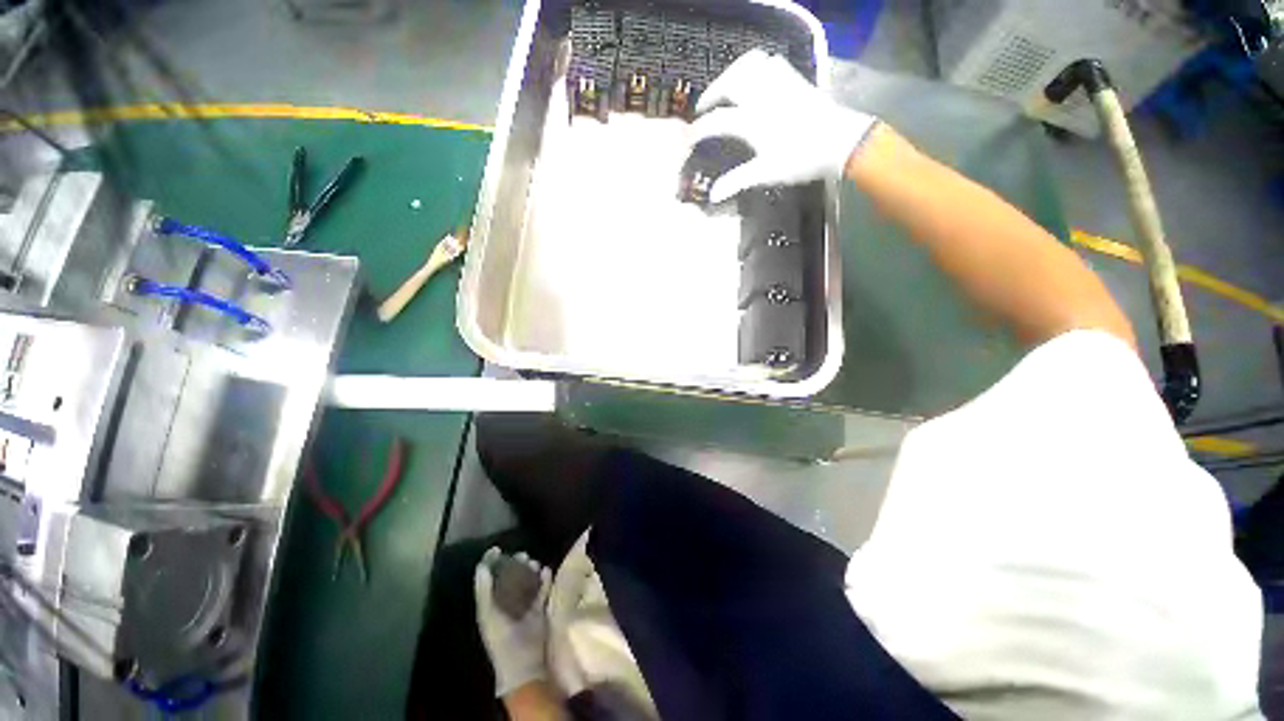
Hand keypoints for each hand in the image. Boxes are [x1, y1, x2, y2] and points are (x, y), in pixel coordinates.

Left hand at [475, 548, 553, 697]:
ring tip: (535, 564)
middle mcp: (507, 602)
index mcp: (491, 604)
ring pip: (528, 580)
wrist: (525, 666)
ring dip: (532, 570)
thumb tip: (481, 565)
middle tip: (523, 555)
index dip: (492, 563)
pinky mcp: (541, 609)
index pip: (490, 578)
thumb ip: (484, 592)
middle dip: (516, 563)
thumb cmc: (502, 641)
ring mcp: (525, 606)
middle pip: (511, 576)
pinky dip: (545, 579)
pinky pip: (544, 589)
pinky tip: (546, 572)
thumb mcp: (488, 616)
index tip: (498, 548)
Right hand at [689, 49, 878, 203]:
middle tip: (704, 108)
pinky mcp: (793, 79)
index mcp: (752, 120)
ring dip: (731, 74)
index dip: (699, 130)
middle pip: (728, 82)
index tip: (688, 138)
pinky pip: (768, 61)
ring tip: (726, 89)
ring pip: (748, 64)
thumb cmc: (801, 159)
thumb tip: (713, 196)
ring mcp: (778, 83)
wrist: (840, 141)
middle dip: (712, 93)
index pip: (717, 121)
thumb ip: (737, 181)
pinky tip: (754, 80)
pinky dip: (754, 66)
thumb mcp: (766, 173)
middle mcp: (761, 95)